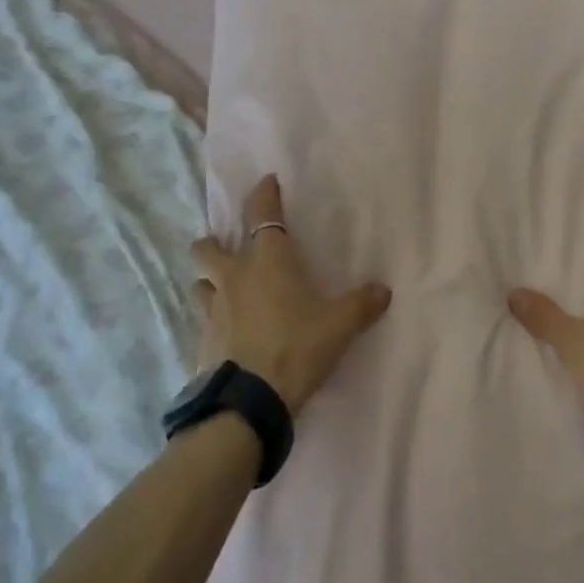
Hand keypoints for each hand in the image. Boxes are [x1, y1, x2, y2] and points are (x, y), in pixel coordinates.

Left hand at [192, 175, 392, 414]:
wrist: (250, 400)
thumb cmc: (297, 348)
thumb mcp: (339, 326)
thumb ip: (362, 304)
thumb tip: (383, 291)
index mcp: (267, 261)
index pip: (261, 214)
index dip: (263, 194)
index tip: (267, 182)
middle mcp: (234, 276)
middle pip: (208, 247)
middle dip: (215, 241)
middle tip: (228, 246)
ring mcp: (213, 308)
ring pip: (200, 282)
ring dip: (210, 280)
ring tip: (225, 290)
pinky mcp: (202, 339)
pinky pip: (203, 319)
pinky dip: (214, 319)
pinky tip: (227, 333)